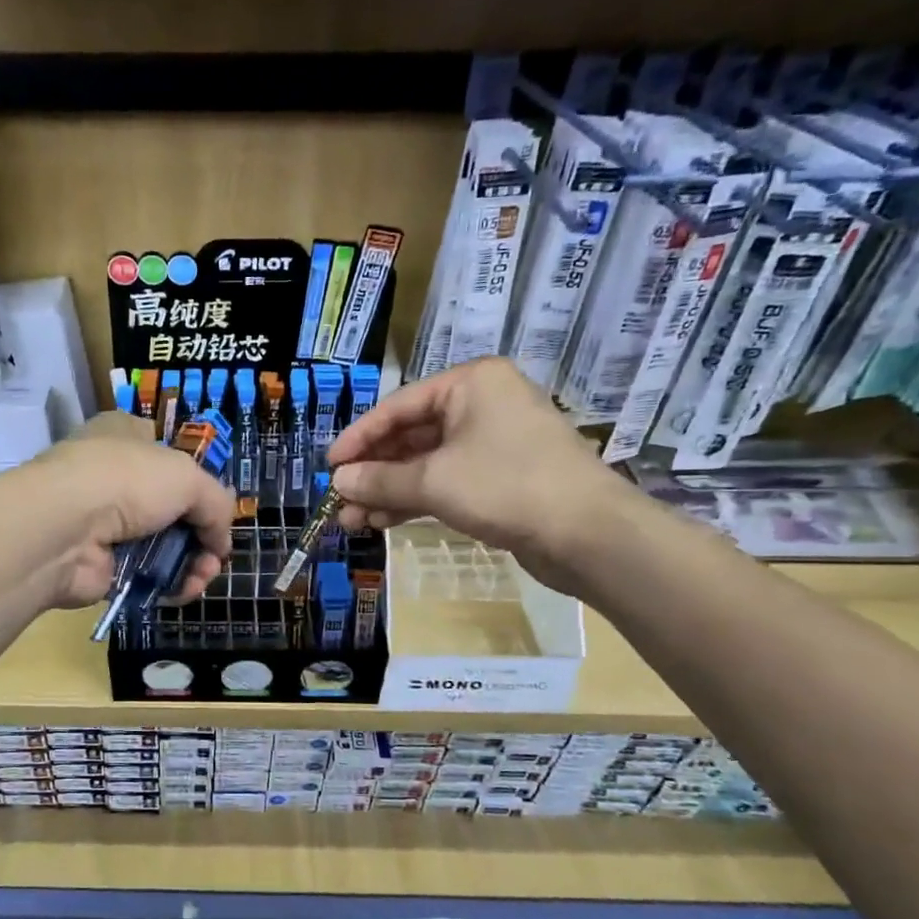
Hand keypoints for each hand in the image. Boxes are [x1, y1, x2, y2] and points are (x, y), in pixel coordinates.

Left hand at [17, 412, 235, 609]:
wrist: (65, 529)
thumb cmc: (127, 481)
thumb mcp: (188, 477)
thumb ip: (216, 504)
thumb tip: (220, 541)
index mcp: (127, 437)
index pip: (169, 453)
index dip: (198, 480)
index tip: (216, 507)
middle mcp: (113, 477)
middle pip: (173, 508)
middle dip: (203, 534)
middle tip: (216, 553)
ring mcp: (106, 523)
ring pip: (164, 546)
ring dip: (193, 563)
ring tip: (202, 575)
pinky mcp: (102, 565)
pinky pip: (148, 576)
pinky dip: (170, 585)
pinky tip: (184, 590)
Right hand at [326, 358, 638, 591]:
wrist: (589, 534)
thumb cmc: (507, 487)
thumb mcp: (434, 481)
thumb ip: (380, 479)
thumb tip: (338, 481)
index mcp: (470, 384)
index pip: (398, 406)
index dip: (359, 437)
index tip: (329, 466)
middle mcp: (481, 405)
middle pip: (411, 435)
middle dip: (373, 472)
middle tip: (339, 501)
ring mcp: (493, 443)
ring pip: (426, 463)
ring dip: (389, 491)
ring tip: (352, 521)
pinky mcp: (500, 478)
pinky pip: (446, 482)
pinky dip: (415, 500)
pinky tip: (383, 522)